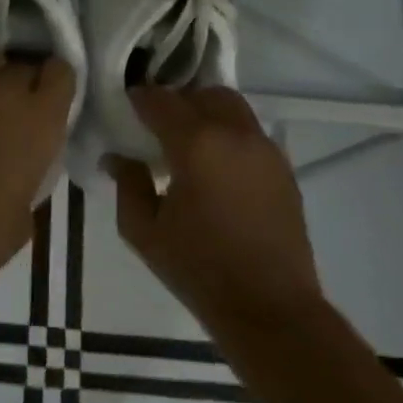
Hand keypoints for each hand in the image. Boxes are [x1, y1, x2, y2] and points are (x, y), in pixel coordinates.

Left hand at [0, 44, 75, 292]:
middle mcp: (7, 90)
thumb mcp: (28, 206)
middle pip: (23, 63)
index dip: (56, 83)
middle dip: (23, 80)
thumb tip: (21, 161)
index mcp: (42, 119)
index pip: (62, 72)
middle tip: (13, 105)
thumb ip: (32, 169)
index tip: (50, 98)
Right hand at [108, 85, 321, 320]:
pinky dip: (229, 135)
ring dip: (206, 114)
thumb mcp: (143, 231)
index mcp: (196, 144)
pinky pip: (250, 133)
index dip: (138, 99)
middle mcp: (234, 134)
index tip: (126, 109)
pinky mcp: (284, 169)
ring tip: (189, 144)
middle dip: (177, 102)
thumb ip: (127, 184)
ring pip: (232, 108)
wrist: (270, 308)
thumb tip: (119, 157)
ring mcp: (265, 149)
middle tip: (157, 127)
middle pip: (202, 94)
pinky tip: (216, 168)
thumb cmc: (199, 269)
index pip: (160, 101)